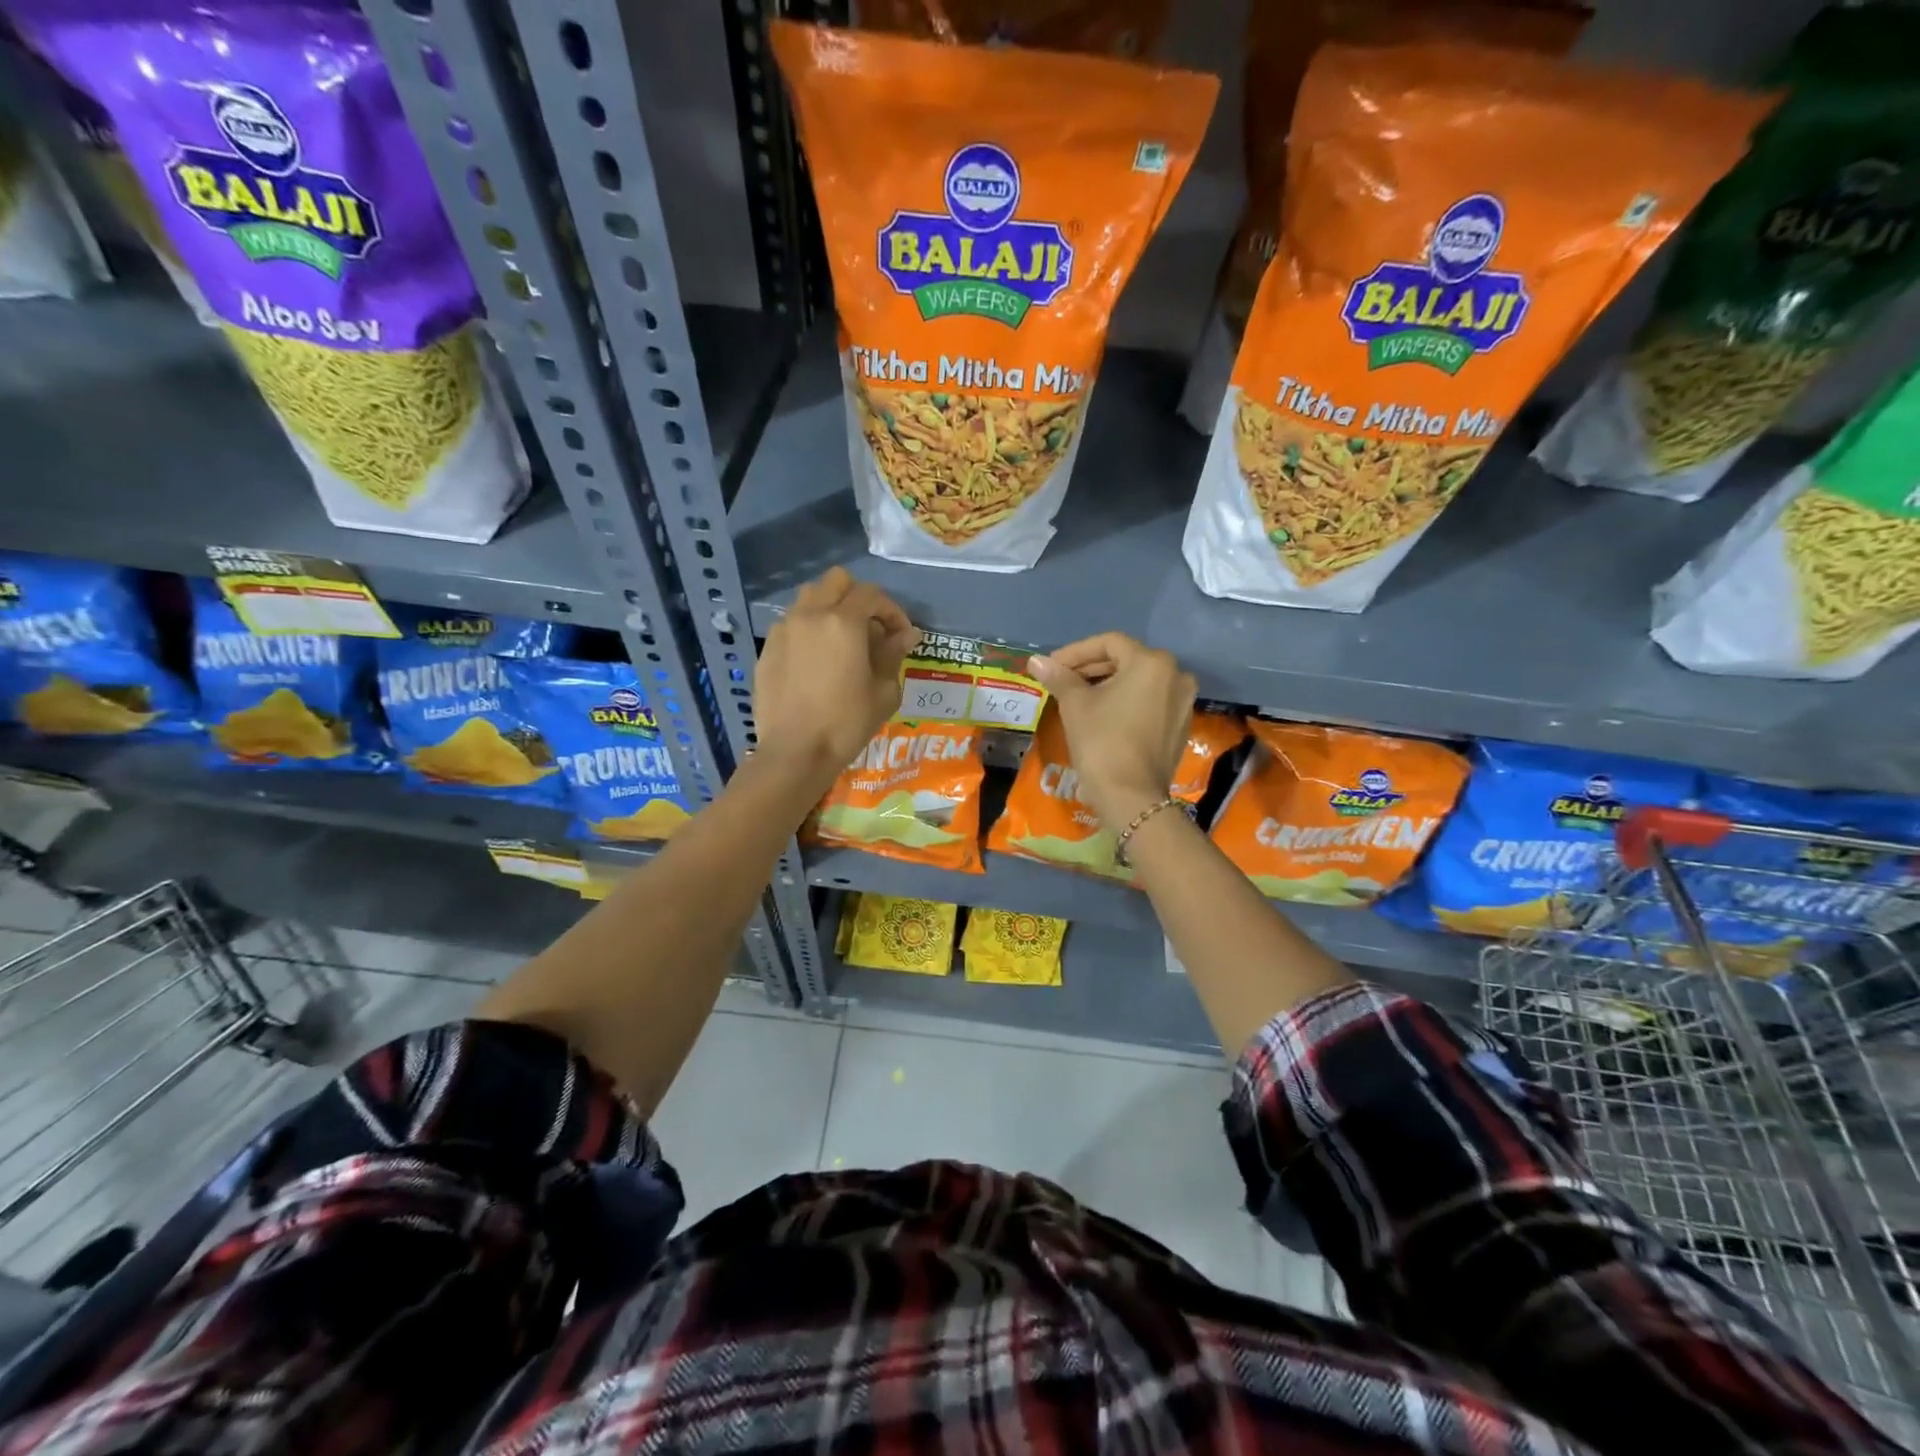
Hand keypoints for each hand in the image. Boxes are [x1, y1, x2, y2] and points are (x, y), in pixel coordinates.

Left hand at [755, 568, 919, 781]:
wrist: (795, 752)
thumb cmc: (846, 723)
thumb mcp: (883, 691)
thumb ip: (893, 655)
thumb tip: (906, 635)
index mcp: (843, 622)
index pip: (872, 594)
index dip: (892, 611)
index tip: (901, 635)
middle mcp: (810, 615)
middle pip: (836, 581)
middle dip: (858, 597)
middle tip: (871, 628)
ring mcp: (784, 630)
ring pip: (809, 598)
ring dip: (830, 608)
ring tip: (842, 639)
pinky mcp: (767, 649)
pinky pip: (791, 624)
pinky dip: (808, 630)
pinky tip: (816, 660)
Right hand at [1027, 633, 1195, 827]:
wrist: (1131, 797)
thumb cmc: (1102, 741)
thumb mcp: (1075, 705)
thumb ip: (1059, 677)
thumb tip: (1036, 660)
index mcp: (1152, 663)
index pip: (1109, 643)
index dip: (1075, 652)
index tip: (1051, 666)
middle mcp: (1176, 676)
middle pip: (1126, 660)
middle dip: (1091, 668)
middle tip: (1061, 680)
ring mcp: (1183, 703)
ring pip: (1139, 682)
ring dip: (1107, 685)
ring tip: (1077, 697)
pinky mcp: (1180, 727)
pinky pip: (1149, 702)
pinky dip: (1126, 702)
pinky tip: (1102, 715)